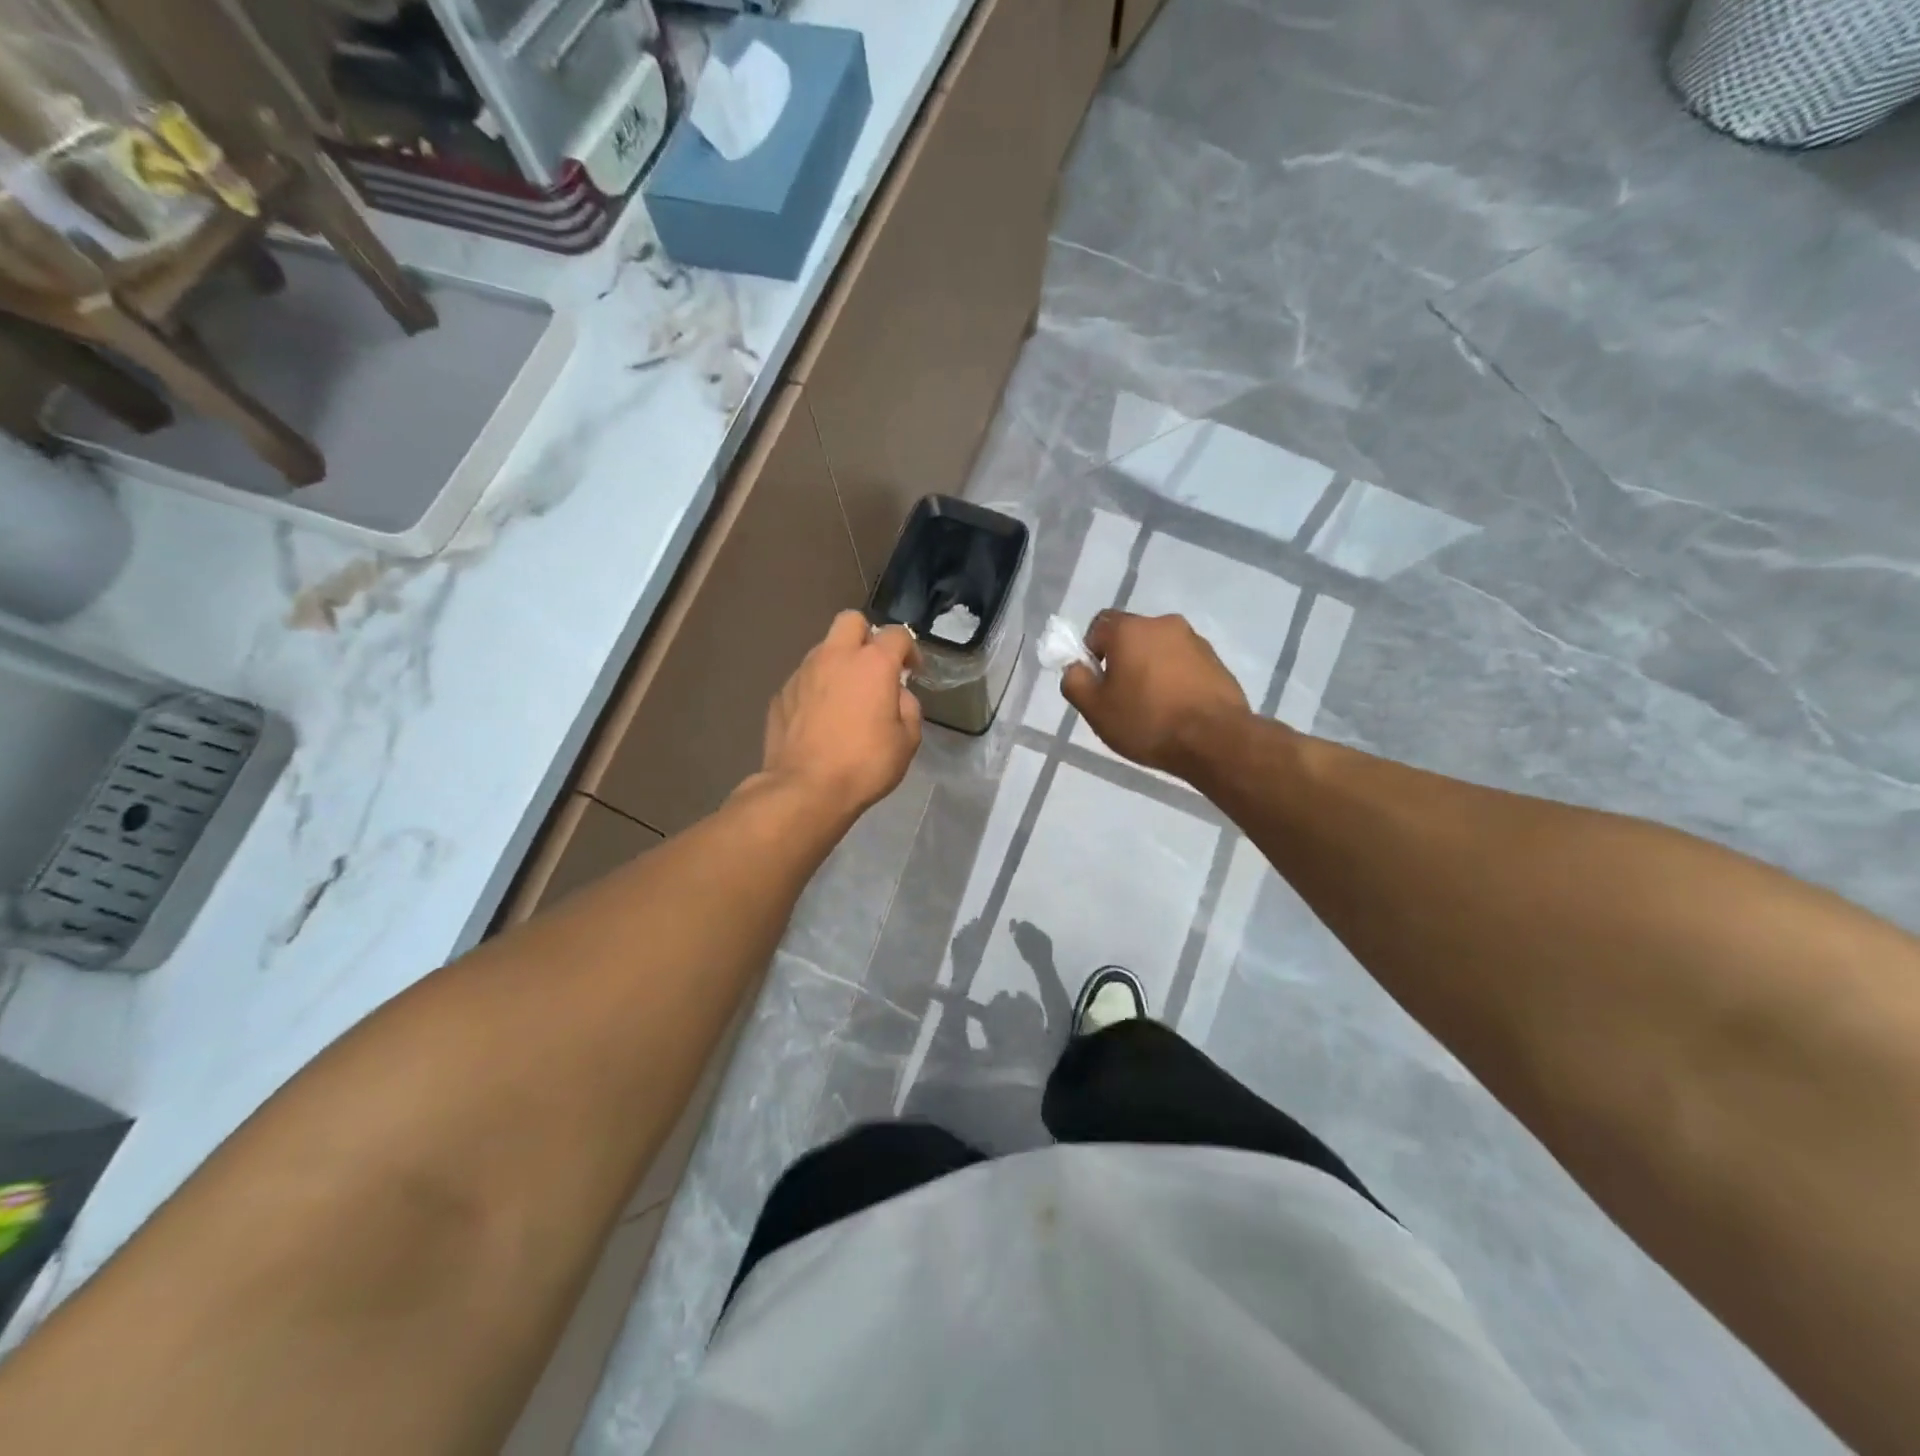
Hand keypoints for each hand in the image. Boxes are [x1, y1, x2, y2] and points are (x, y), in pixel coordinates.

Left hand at [761, 611, 923, 821]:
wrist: (806, 789)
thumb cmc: (865, 764)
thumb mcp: (907, 740)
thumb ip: (908, 707)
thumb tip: (896, 695)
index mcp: (872, 663)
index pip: (896, 634)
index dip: (909, 650)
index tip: (912, 672)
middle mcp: (835, 656)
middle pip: (851, 621)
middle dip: (866, 636)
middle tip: (874, 668)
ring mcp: (802, 672)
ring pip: (823, 649)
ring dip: (838, 663)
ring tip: (845, 697)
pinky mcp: (780, 694)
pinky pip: (804, 679)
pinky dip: (816, 689)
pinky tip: (820, 718)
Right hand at [1063, 611, 1248, 779]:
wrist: (1215, 740)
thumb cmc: (1147, 721)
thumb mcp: (1095, 709)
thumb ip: (1075, 682)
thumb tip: (1076, 668)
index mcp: (1130, 629)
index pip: (1099, 625)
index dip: (1091, 651)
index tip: (1097, 682)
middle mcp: (1164, 624)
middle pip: (1132, 637)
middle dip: (1123, 661)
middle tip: (1121, 698)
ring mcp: (1195, 641)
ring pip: (1159, 650)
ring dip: (1151, 670)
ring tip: (1153, 708)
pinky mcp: (1217, 661)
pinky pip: (1184, 664)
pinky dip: (1175, 680)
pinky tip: (1176, 710)